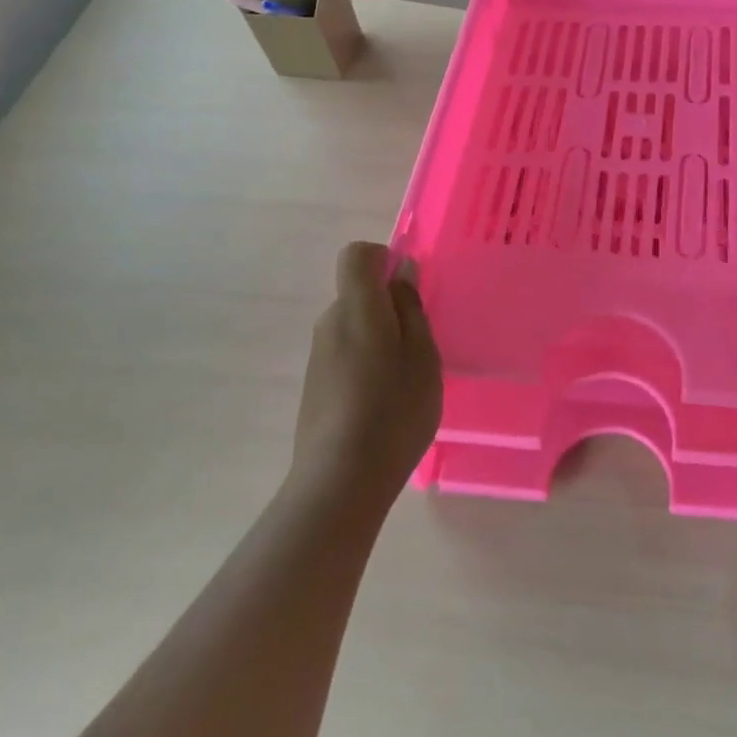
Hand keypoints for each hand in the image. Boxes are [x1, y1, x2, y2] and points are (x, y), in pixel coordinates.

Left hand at [293, 242, 443, 503]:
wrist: (339, 481)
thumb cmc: (393, 411)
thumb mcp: (422, 355)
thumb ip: (411, 308)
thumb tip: (402, 272)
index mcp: (357, 307)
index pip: (357, 255)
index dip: (383, 259)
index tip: (409, 288)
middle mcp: (330, 322)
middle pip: (357, 293)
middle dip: (388, 306)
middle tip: (419, 343)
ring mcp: (318, 355)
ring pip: (353, 326)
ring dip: (379, 337)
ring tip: (404, 379)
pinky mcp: (314, 385)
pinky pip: (345, 353)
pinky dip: (365, 363)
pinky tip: (382, 402)